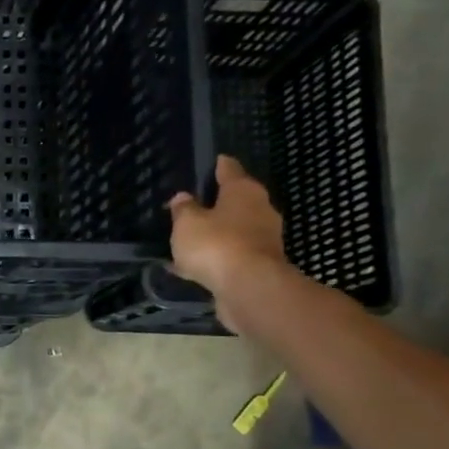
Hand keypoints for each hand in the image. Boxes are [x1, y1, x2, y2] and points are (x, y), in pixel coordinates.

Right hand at [167, 155, 287, 330]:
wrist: (249, 288)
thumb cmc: (217, 245)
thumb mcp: (187, 223)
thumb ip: (183, 209)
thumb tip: (183, 197)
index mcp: (243, 191)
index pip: (230, 170)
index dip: (220, 165)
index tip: (216, 160)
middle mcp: (260, 210)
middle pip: (237, 200)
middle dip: (219, 203)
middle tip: (197, 204)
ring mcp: (264, 239)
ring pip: (236, 230)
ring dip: (219, 233)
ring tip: (194, 239)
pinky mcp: (260, 265)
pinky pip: (233, 255)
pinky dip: (219, 257)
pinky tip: (198, 266)